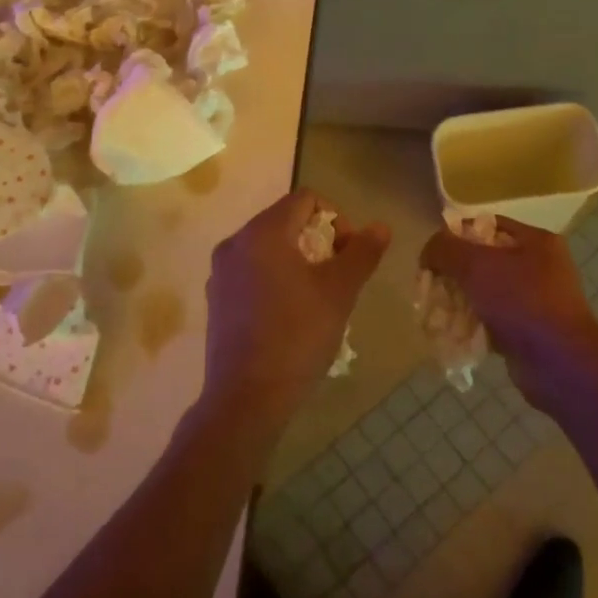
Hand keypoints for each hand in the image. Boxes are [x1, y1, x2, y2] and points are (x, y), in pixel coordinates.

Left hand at [203, 189, 389, 431]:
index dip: (337, 218)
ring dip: (299, 259)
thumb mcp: (339, 292)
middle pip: (286, 220)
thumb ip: (361, 253)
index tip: (348, 253)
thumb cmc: (297, 337)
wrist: (246, 398)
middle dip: (318, 240)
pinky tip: (290, 313)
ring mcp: (221, 271)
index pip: (306, 199)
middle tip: (337, 276)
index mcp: (262, 232)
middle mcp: (235, 242)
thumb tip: (381, 226)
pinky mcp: (216, 297)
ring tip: (317, 296)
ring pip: (269, 247)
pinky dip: (276, 277)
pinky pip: (252, 270)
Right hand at [419, 216, 597, 409]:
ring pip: (484, 292)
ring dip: (459, 301)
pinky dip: (472, 325)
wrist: (561, 365)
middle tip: (430, 287)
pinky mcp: (527, 331)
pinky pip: (491, 320)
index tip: (432, 255)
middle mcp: (538, 266)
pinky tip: (453, 334)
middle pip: (482, 260)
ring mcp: (535, 301)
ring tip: (437, 313)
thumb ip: (446, 249)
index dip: (455, 236)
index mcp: (535, 241)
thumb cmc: (521, 302)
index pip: (486, 225)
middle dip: (453, 273)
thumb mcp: (476, 265)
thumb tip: (429, 251)